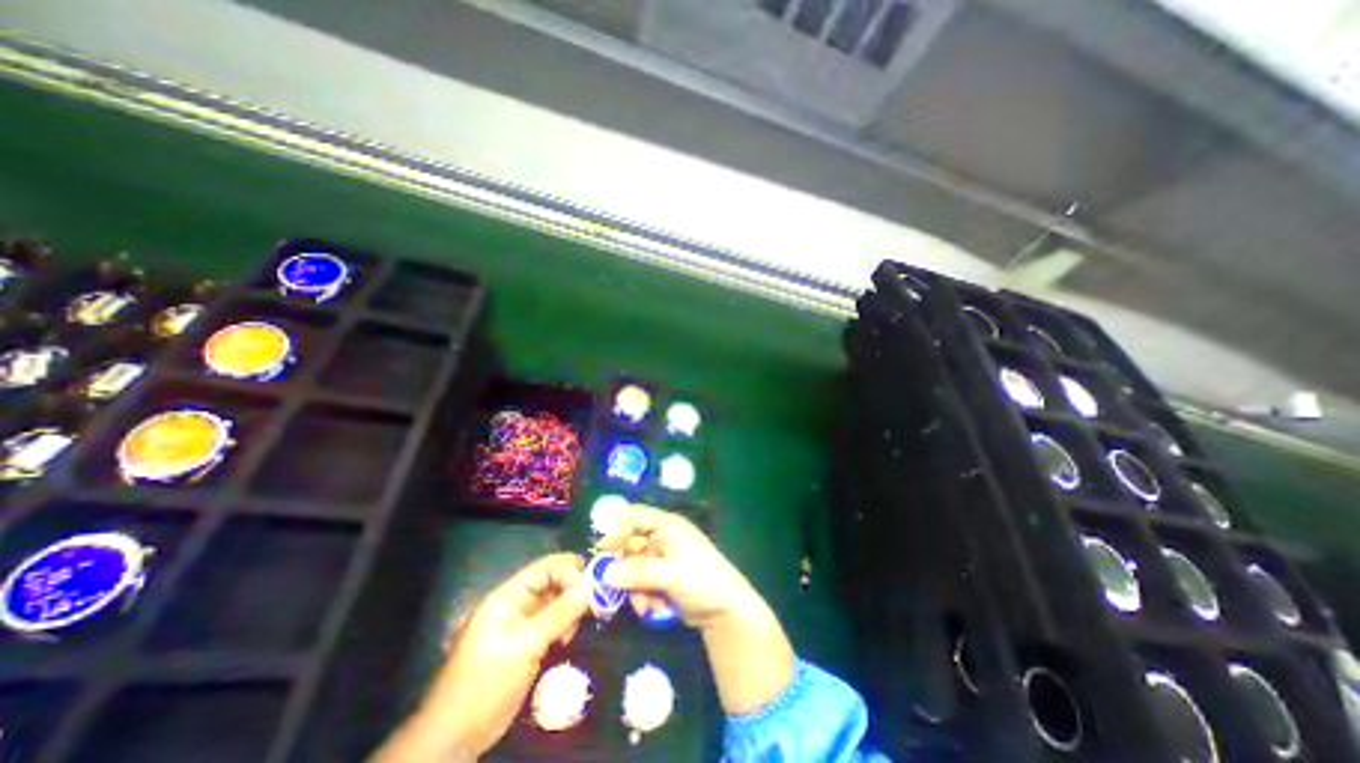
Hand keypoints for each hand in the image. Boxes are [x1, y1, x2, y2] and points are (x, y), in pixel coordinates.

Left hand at [368, 551, 587, 759]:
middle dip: (574, 587)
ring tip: (583, 621)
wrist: (457, 737)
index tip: (590, 586)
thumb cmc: (485, 683)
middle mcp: (517, 604)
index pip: (545, 568)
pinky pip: (553, 622)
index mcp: (508, 596)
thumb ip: (557, 615)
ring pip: (555, 601)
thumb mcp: (523, 646)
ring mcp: (523, 624)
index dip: (569, 571)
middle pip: (552, 582)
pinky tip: (570, 636)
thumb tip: (588, 589)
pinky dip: (566, 623)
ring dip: (572, 607)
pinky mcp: (529, 642)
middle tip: (595, 599)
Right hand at [595, 503, 797, 712]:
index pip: (635, 516)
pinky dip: (642, 596)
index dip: (617, 528)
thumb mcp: (668, 574)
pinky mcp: (662, 579)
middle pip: (630, 544)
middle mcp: (662, 538)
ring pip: (633, 567)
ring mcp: (662, 559)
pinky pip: (641, 583)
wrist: (724, 609)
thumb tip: (604, 573)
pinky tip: (651, 609)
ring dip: (634, 587)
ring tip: (643, 604)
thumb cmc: (700, 579)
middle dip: (624, 567)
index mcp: (667, 526)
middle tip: (613, 584)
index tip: (602, 548)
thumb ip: (636, 573)